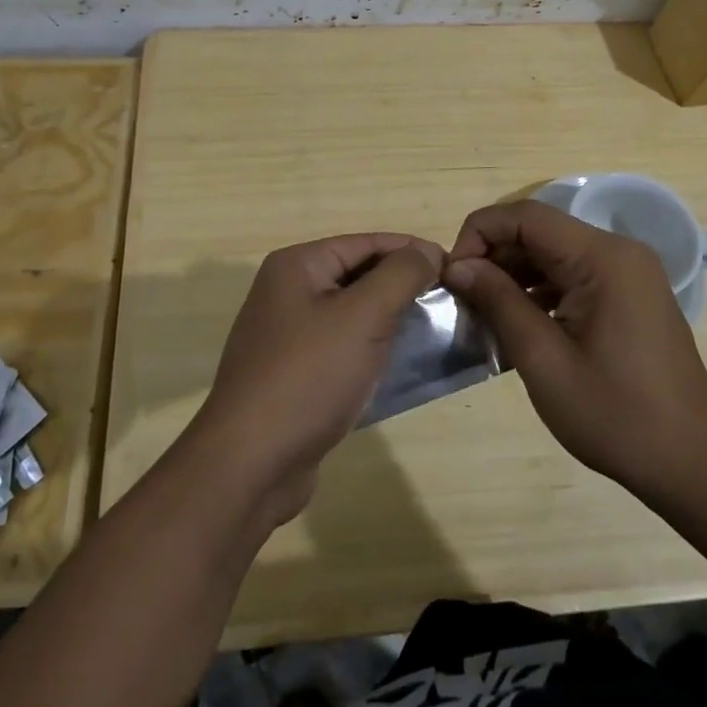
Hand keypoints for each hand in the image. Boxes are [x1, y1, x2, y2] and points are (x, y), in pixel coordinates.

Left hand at [192, 234, 442, 524]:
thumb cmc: (309, 376)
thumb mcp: (363, 316)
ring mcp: (286, 334)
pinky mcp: (293, 373)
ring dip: (391, 320)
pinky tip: (401, 365)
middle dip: (403, 286)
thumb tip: (427, 250)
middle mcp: (287, 291)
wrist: (251, 463)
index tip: (456, 269)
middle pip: (358, 275)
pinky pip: (342, 347)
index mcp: (297, 266)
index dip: (412, 251)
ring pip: (352, 313)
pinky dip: (371, 350)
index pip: (366, 243)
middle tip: (451, 303)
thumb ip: (400, 275)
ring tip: (436, 332)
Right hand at [444, 200, 706, 501]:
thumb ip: (498, 301)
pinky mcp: (629, 296)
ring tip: (483, 315)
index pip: (525, 216)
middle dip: (493, 257)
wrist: (693, 464)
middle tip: (463, 300)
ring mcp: (627, 274)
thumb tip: (457, 266)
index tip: (453, 277)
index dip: (479, 235)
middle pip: (539, 231)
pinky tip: (518, 325)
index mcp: (602, 258)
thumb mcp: (543, 359)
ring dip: (514, 276)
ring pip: (553, 254)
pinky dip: (540, 292)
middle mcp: (618, 252)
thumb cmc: (616, 415)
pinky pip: (572, 276)